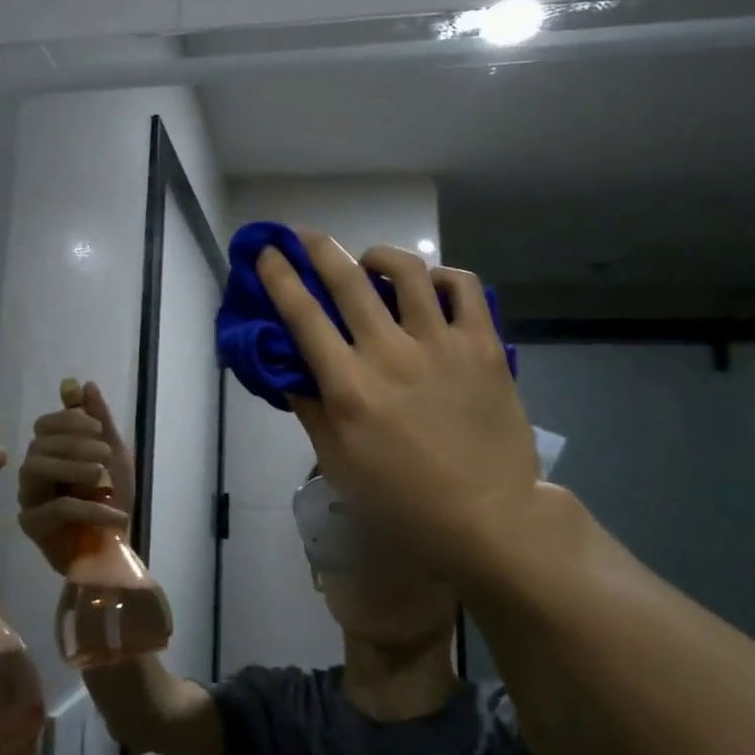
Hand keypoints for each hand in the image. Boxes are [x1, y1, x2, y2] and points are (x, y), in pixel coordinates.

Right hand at [16, 379, 133, 574]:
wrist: (114, 550)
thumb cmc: (111, 500)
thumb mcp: (114, 455)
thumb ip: (99, 420)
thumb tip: (82, 384)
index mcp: (49, 451)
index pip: (45, 424)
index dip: (70, 421)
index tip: (98, 430)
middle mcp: (32, 471)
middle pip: (39, 444)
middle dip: (74, 443)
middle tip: (104, 455)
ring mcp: (29, 498)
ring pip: (36, 468)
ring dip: (73, 466)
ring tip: (101, 477)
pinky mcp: (33, 526)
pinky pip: (58, 508)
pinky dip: (91, 507)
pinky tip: (116, 514)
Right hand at [255, 232, 545, 581]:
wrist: (488, 518)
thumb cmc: (402, 501)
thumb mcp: (338, 464)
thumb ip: (310, 409)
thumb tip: (289, 367)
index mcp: (349, 386)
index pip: (303, 315)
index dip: (279, 277)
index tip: (266, 252)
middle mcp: (390, 353)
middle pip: (347, 279)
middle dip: (317, 247)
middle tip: (303, 235)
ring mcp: (441, 344)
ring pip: (406, 271)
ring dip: (378, 256)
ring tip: (370, 262)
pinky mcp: (483, 345)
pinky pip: (464, 288)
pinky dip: (442, 275)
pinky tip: (430, 285)